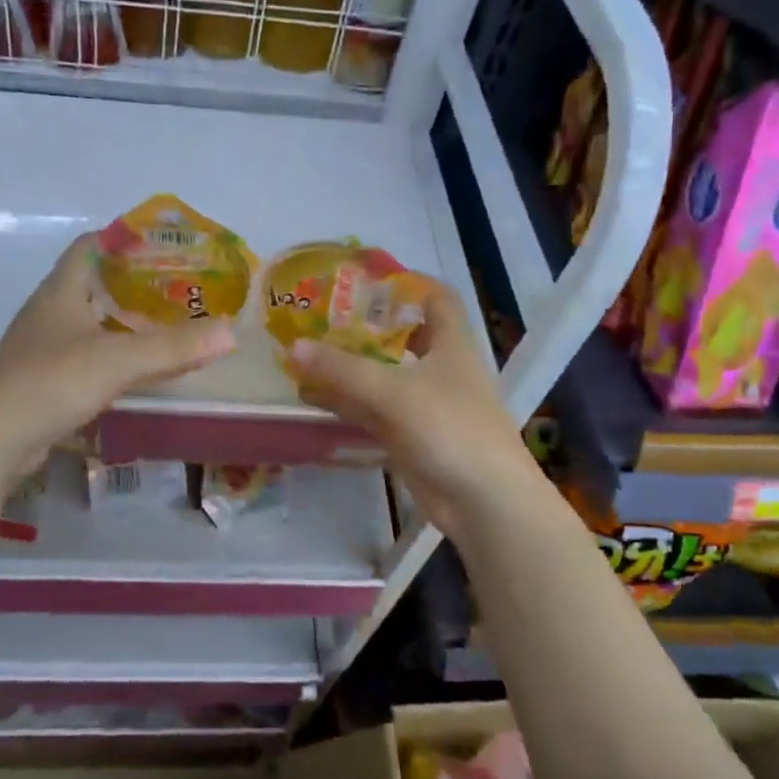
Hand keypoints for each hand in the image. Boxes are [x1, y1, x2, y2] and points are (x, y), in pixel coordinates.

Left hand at [0, 236, 236, 477]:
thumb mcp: (117, 360)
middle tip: (181, 286)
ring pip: (94, 322)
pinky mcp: (47, 381)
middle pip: (96, 283)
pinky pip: (90, 356)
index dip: (124, 238)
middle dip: (136, 282)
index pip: (90, 245)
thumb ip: (174, 347)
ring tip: (170, 323)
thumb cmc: (50, 382)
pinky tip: (142, 367)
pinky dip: (118, 355)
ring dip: (127, 321)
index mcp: (61, 290)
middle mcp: (51, 312)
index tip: (165, 244)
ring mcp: (46, 348)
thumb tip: (232, 332)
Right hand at [287, 282, 545, 540]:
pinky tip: (313, 397)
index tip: (367, 277)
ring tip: (306, 354)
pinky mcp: (412, 436)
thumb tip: (293, 347)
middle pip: (402, 337)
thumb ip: (342, 369)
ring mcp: (425, 405)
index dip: (408, 283)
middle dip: (364, 327)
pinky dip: (346, 402)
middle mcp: (439, 369)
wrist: (484, 500)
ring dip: (349, 367)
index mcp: (451, 344)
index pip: (437, 298)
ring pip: (382, 376)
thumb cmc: (449, 428)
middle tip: (322, 316)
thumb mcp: (392, 391)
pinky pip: (373, 410)